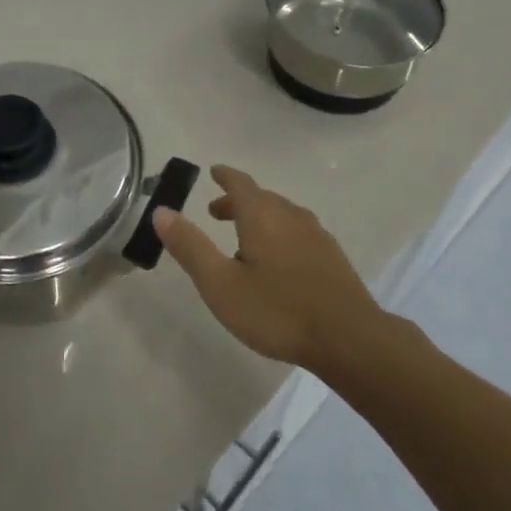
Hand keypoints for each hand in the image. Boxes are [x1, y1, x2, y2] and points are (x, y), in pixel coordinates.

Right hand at [154, 165, 383, 369]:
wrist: (349, 339)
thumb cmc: (277, 310)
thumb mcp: (221, 284)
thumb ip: (190, 247)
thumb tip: (161, 211)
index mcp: (262, 215)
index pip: (240, 183)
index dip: (225, 176)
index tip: (214, 171)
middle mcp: (291, 216)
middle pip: (261, 198)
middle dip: (238, 201)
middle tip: (216, 213)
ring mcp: (316, 236)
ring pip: (282, 215)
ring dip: (259, 218)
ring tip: (244, 241)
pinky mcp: (332, 258)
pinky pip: (298, 233)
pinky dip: (280, 235)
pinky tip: (278, 263)